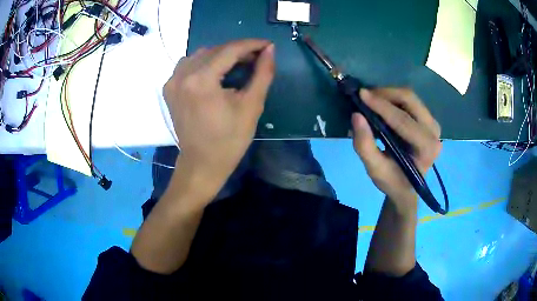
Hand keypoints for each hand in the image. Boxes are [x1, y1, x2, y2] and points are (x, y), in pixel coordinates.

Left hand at [163, 39, 274, 194]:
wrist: (202, 164)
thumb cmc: (229, 140)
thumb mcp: (251, 106)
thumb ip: (263, 73)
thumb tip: (270, 49)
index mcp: (201, 80)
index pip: (229, 50)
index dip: (251, 44)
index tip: (267, 45)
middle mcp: (181, 75)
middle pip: (214, 50)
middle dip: (238, 50)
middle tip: (257, 57)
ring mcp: (172, 82)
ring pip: (200, 55)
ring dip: (221, 55)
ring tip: (239, 64)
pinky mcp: (169, 89)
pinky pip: (188, 65)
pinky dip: (205, 63)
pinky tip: (216, 72)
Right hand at [352, 88, 441, 214]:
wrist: (407, 188)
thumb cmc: (393, 181)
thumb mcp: (375, 169)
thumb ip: (364, 145)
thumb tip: (356, 115)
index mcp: (426, 148)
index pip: (404, 121)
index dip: (382, 106)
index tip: (361, 94)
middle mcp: (434, 132)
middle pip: (410, 100)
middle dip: (386, 94)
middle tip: (365, 96)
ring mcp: (433, 124)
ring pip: (410, 97)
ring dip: (389, 94)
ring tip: (371, 100)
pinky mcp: (428, 119)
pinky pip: (411, 101)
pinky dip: (394, 98)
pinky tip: (382, 104)